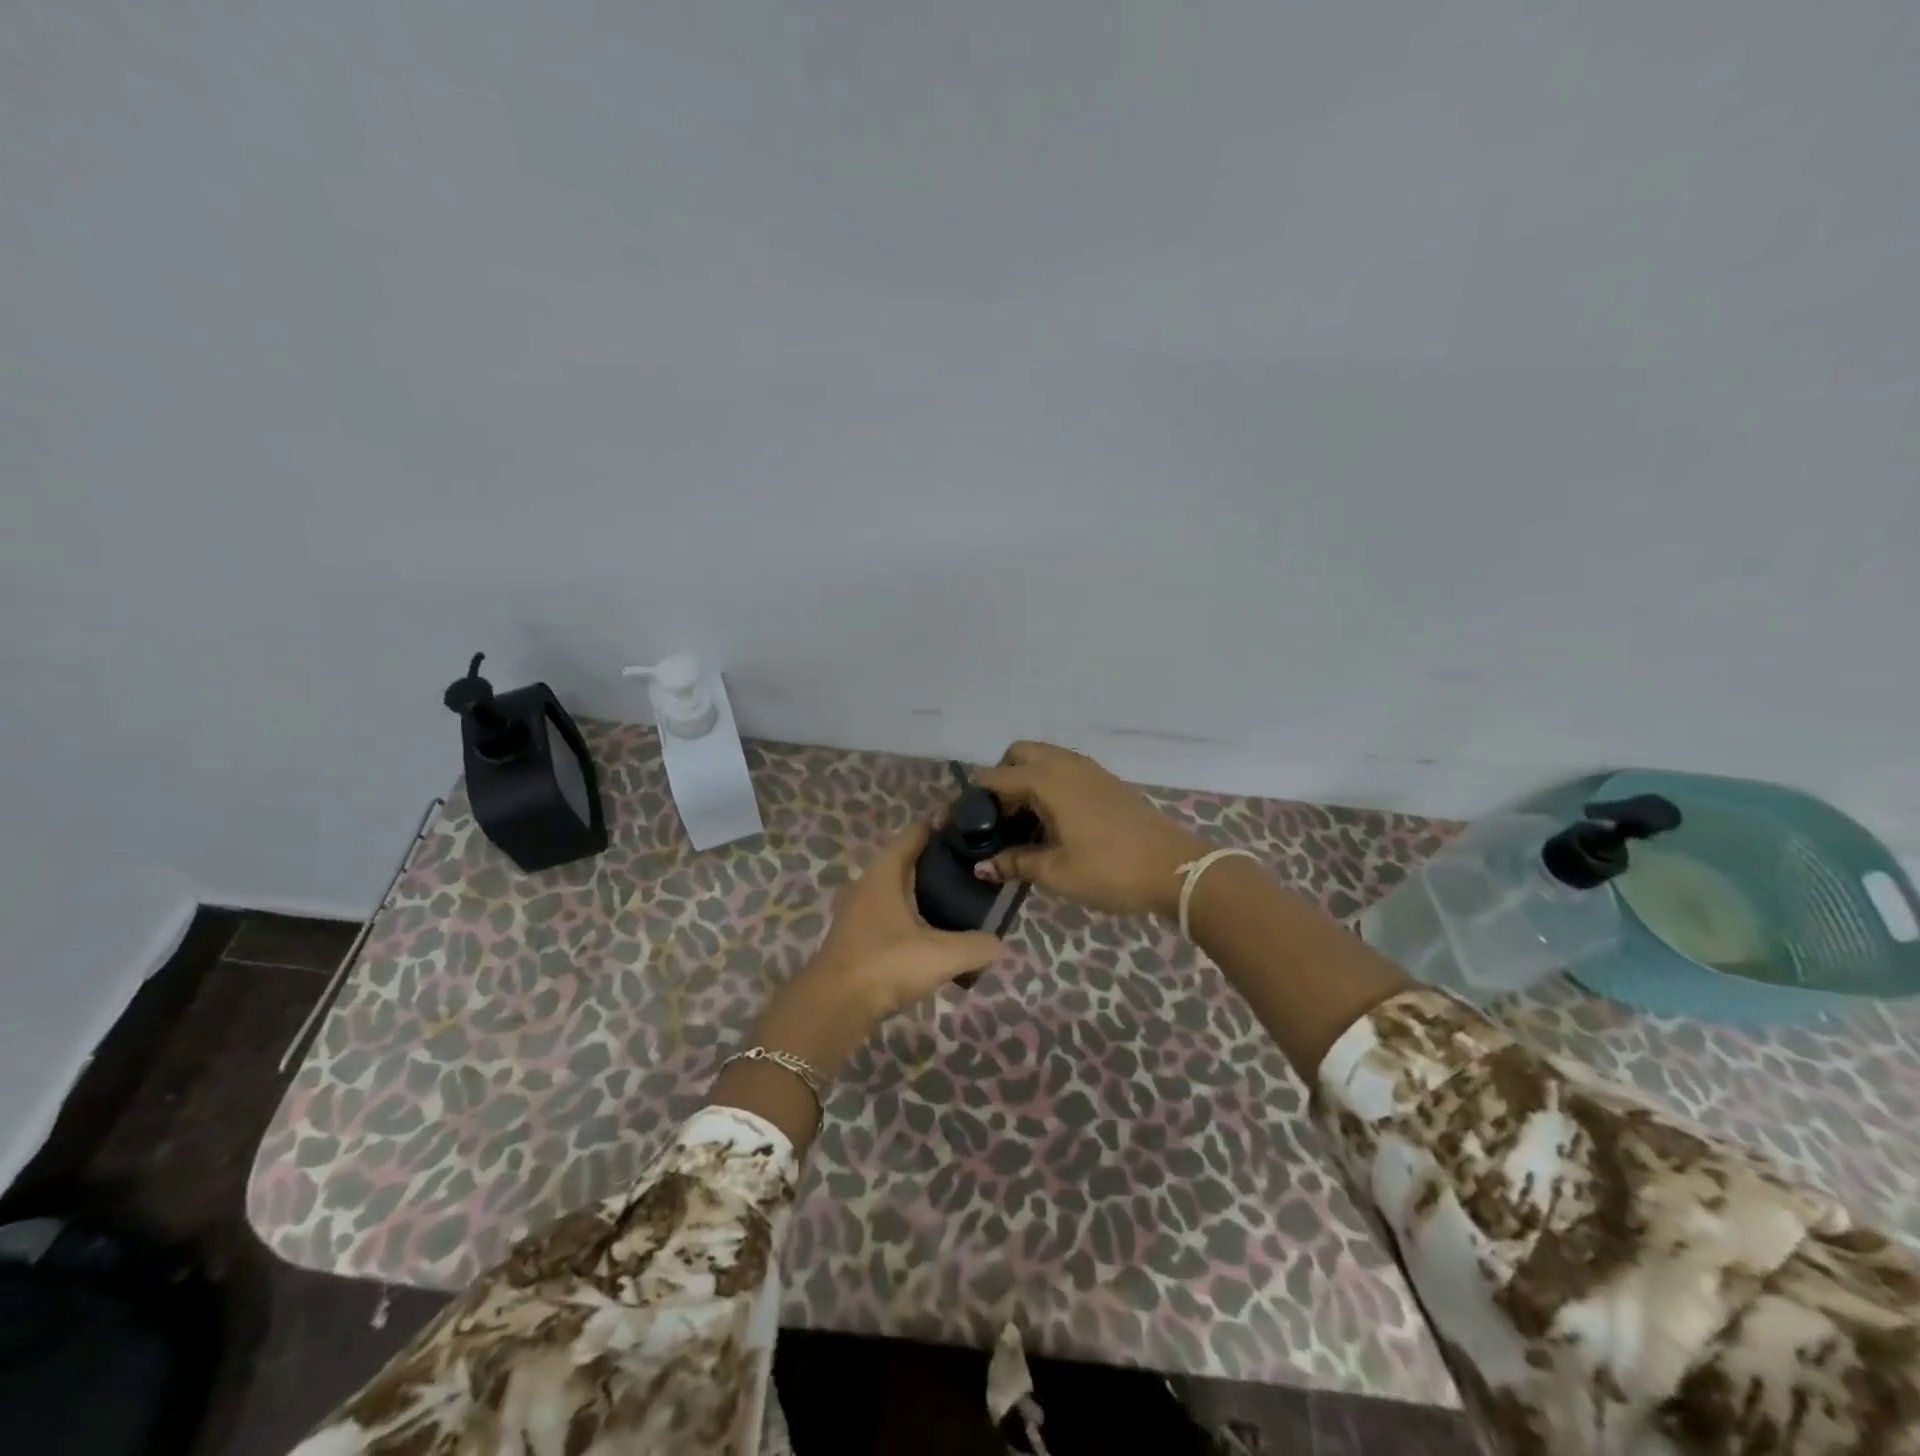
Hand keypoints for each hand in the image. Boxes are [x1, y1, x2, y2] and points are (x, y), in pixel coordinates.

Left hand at [718, 824, 998, 1147]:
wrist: (833, 1008)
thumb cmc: (885, 965)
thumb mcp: (941, 955)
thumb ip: (977, 946)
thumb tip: (998, 944)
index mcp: (886, 872)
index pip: (917, 833)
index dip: (944, 827)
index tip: (974, 830)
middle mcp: (870, 884)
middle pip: (910, 862)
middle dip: (942, 864)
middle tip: (978, 871)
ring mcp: (861, 912)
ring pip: (902, 892)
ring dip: (929, 895)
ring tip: (965, 904)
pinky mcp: (859, 938)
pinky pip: (895, 918)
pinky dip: (917, 921)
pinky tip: (938, 939)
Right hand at [975, 742, 1207, 918]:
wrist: (1175, 869)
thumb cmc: (1109, 870)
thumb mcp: (1056, 872)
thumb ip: (1015, 863)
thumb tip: (982, 866)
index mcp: (1046, 780)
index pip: (993, 778)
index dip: (974, 802)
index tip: (966, 830)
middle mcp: (1064, 764)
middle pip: (1018, 754)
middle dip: (1001, 779)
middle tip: (1000, 819)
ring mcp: (1088, 769)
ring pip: (1044, 758)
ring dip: (1026, 780)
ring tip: (1025, 823)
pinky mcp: (1106, 780)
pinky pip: (1065, 768)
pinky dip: (1049, 784)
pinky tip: (1054, 821)